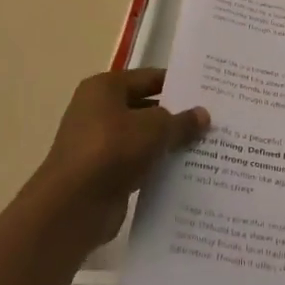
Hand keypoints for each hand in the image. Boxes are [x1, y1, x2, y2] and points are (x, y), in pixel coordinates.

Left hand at [29, 68, 208, 252]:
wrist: (72, 207)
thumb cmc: (112, 150)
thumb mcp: (155, 128)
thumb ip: (181, 120)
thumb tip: (203, 115)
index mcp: (105, 88)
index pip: (150, 78)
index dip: (178, 84)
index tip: (207, 92)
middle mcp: (98, 110)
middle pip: (146, 108)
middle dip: (176, 116)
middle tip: (212, 120)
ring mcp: (99, 144)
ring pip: (142, 138)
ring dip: (167, 144)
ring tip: (205, 146)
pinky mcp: (102, 174)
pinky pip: (137, 164)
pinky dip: (155, 167)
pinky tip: (184, 172)